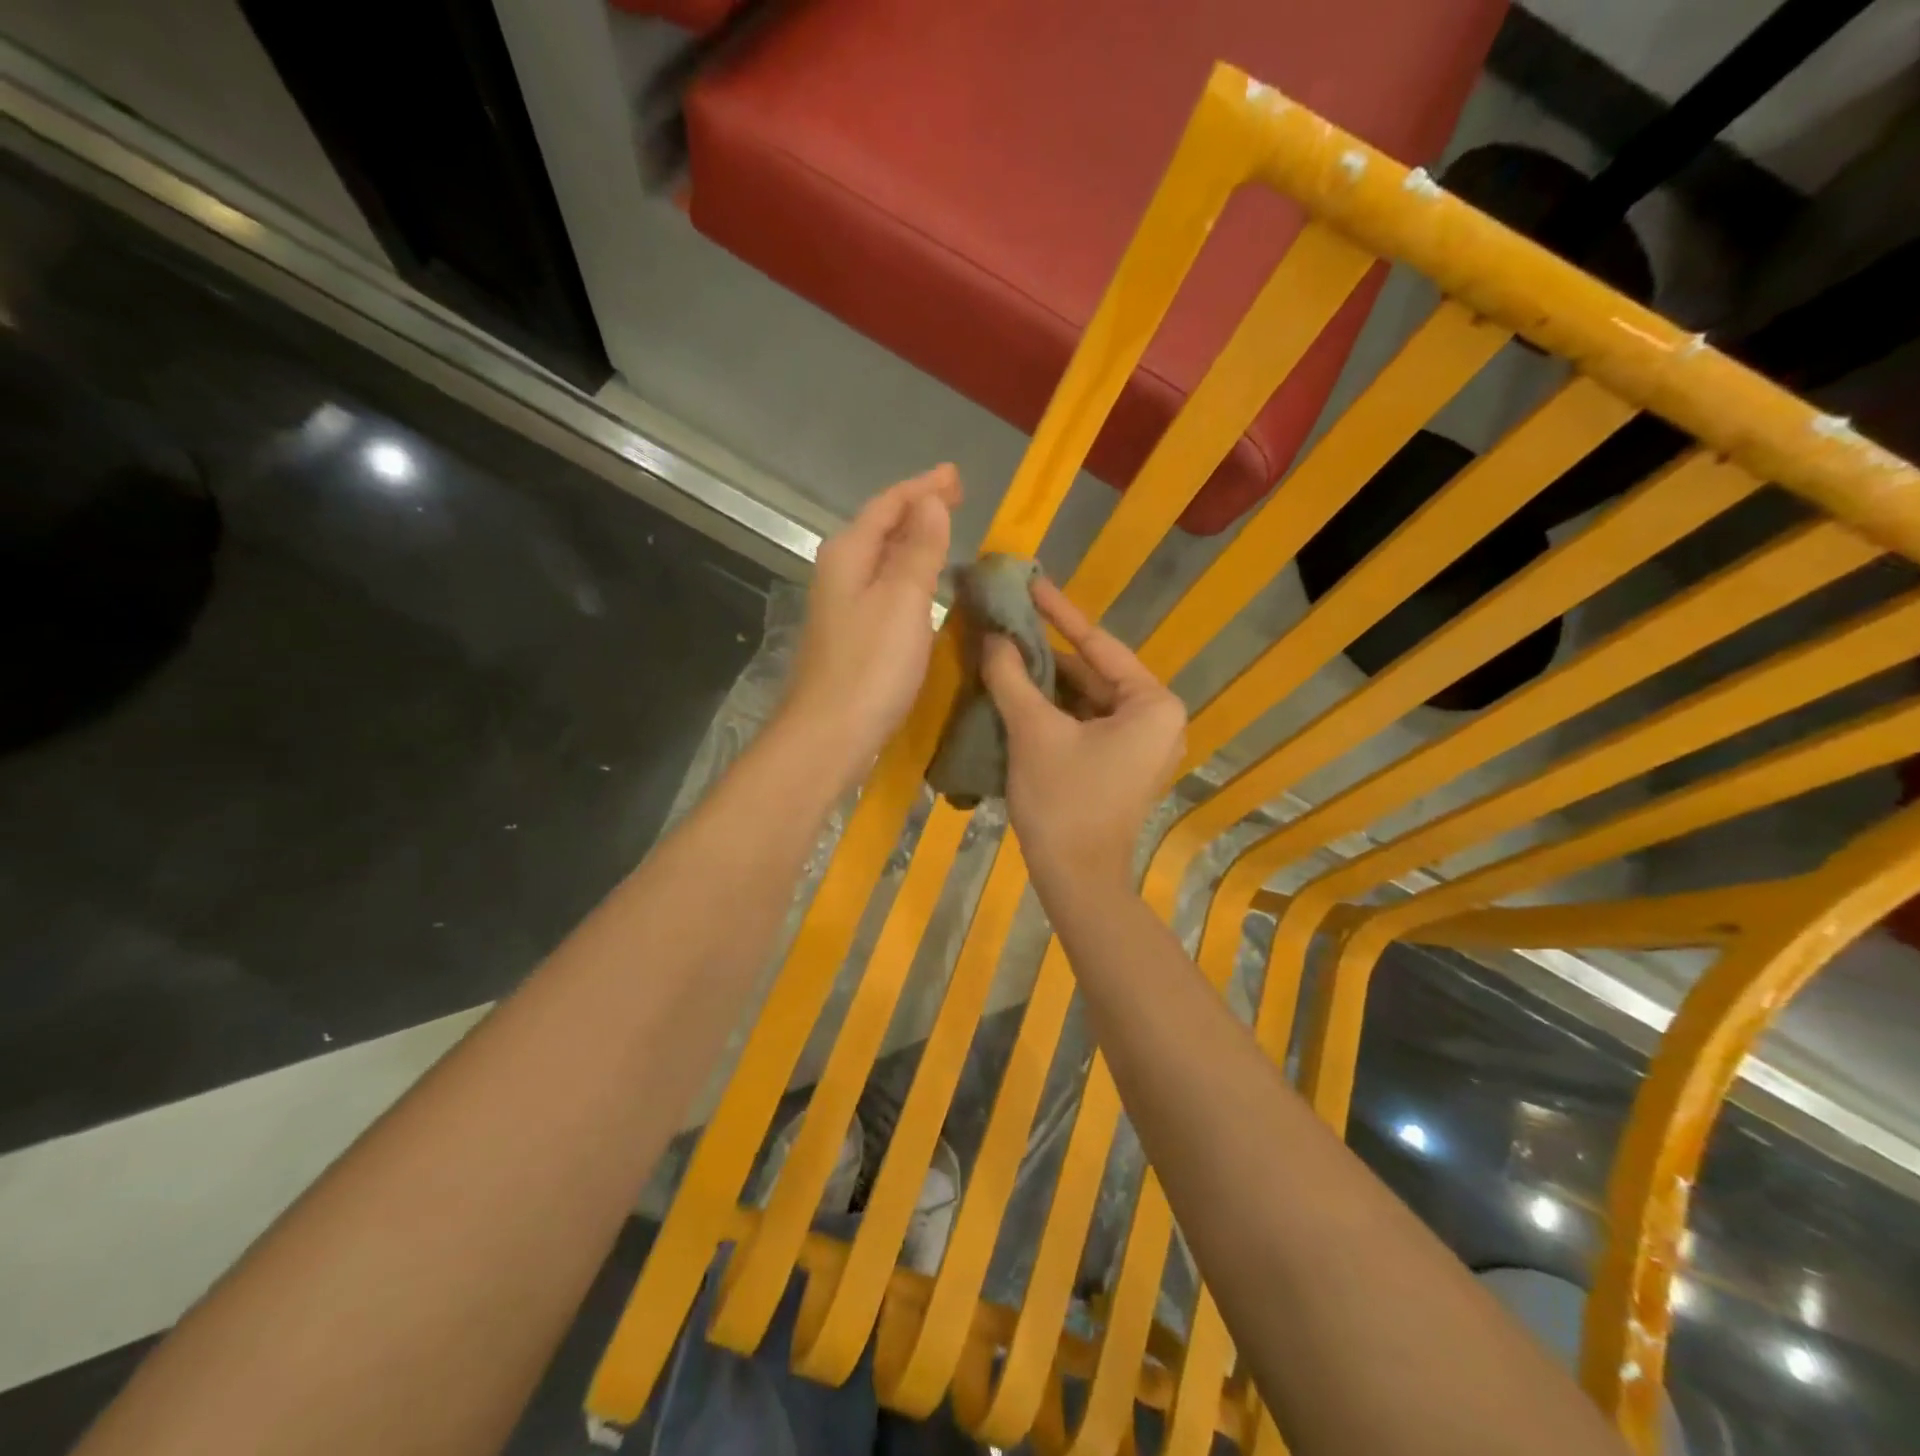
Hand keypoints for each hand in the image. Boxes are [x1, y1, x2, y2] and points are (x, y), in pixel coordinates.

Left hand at [784, 464, 961, 774]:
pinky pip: (884, 588)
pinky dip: (907, 576)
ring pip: (882, 559)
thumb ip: (919, 549)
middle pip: (881, 527)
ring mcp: (842, 605)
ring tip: (945, 534)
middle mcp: (839, 572)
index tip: (956, 476)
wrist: (829, 735)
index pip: (888, 505)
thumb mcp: (903, 600)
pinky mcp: (851, 635)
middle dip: (918, 510)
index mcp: (849, 553)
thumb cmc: (870, 666)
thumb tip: (930, 501)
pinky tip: (924, 586)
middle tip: (956, 499)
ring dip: (912, 543)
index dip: (923, 488)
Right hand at [981, 578, 1185, 895]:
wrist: (1076, 881)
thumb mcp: (1033, 731)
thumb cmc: (1063, 801)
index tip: (1030, 583)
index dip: (1058, 613)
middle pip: (1093, 672)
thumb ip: (1013, 676)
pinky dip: (1053, 710)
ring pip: (1086, 699)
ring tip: (1004, 650)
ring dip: (1046, 682)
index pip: (1098, 645)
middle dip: (1047, 652)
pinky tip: (1018, 692)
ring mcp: (1141, 745)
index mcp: (1154, 704)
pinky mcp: (1121, 765)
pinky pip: (1085, 723)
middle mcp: (1157, 719)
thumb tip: (993, 636)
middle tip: (1007, 620)